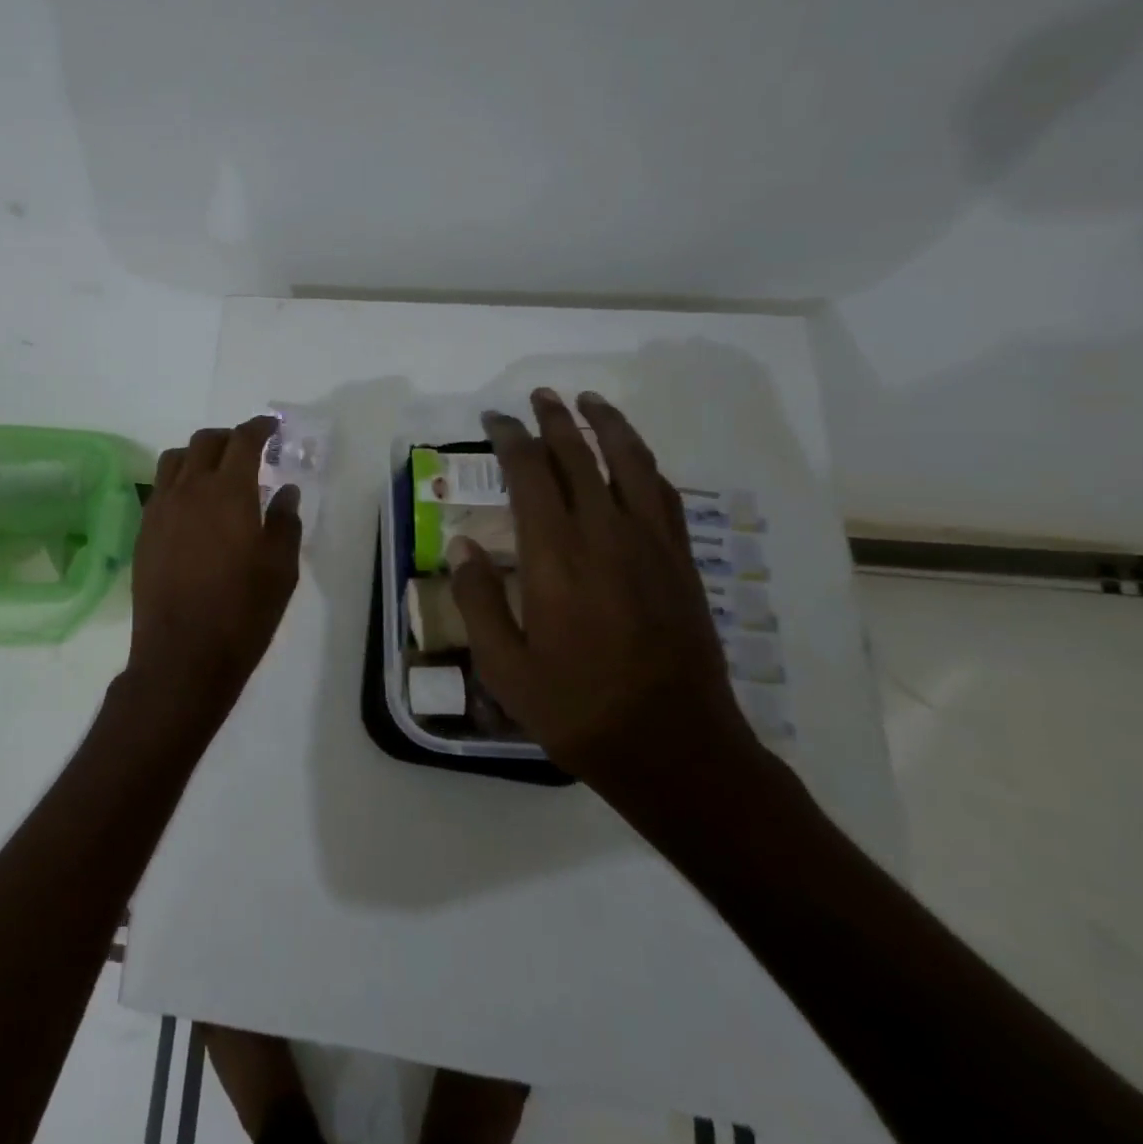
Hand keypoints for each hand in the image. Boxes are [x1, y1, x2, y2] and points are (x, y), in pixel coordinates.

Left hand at [121, 417, 303, 740]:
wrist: (182, 656)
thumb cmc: (242, 612)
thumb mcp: (280, 569)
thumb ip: (284, 522)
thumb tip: (284, 491)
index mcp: (228, 492)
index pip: (242, 440)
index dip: (258, 428)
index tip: (271, 428)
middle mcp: (189, 490)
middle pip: (204, 442)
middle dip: (228, 437)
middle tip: (247, 450)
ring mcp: (160, 509)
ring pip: (175, 460)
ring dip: (198, 455)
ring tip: (215, 473)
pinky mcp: (144, 532)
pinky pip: (159, 488)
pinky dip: (178, 481)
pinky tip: (192, 506)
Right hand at [448, 389, 752, 793]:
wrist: (674, 747)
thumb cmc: (577, 709)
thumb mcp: (504, 667)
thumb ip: (478, 600)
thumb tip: (462, 546)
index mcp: (555, 556)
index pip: (530, 474)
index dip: (510, 439)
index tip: (494, 419)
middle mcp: (605, 535)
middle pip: (580, 456)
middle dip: (555, 419)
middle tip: (537, 395)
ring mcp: (651, 545)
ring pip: (630, 463)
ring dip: (608, 425)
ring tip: (589, 400)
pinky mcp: (680, 563)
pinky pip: (663, 494)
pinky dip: (644, 464)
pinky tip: (634, 458)